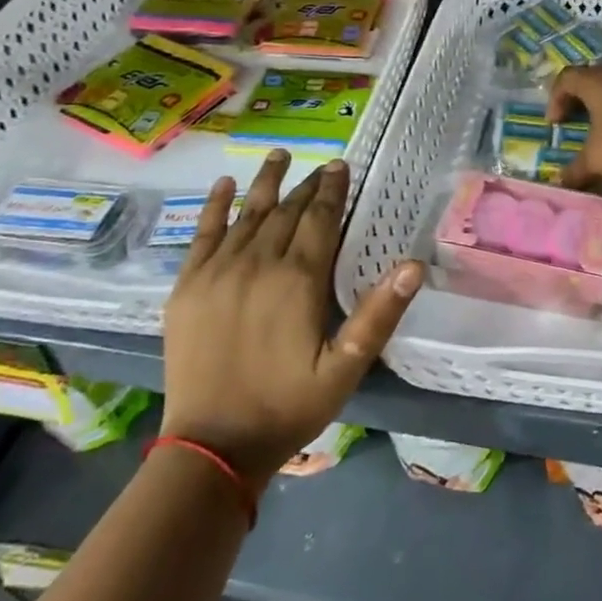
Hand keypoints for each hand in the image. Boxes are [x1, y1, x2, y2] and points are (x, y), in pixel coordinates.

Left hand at [159, 152, 422, 482]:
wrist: (212, 446)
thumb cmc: (288, 405)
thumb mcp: (346, 367)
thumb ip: (379, 314)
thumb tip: (414, 265)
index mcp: (298, 279)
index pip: (321, 219)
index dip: (333, 190)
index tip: (342, 166)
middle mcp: (258, 263)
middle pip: (287, 211)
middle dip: (308, 185)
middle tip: (324, 165)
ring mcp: (217, 272)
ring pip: (248, 213)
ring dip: (267, 182)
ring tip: (279, 154)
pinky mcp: (188, 287)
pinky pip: (202, 234)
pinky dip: (214, 206)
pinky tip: (224, 185)